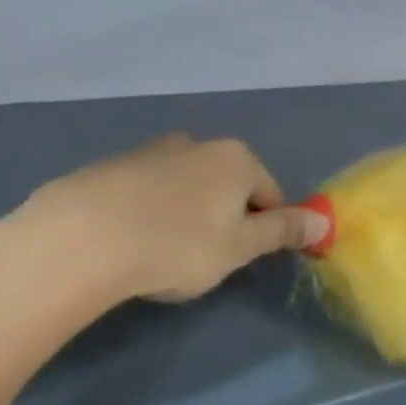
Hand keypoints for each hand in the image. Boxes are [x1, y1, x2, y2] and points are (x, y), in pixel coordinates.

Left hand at [0, 134, 325, 352]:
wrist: (81, 238)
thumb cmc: (176, 246)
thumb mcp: (239, 248)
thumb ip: (282, 231)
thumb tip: (324, 220)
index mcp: (235, 158)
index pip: (269, 194)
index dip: (264, 230)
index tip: (242, 260)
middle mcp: (197, 144)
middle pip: (227, 185)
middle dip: (224, 219)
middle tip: (204, 259)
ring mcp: (150, 150)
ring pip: (185, 186)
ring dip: (185, 214)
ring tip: (162, 253)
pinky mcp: (110, 166)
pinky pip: (145, 191)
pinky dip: (148, 211)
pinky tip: (129, 242)